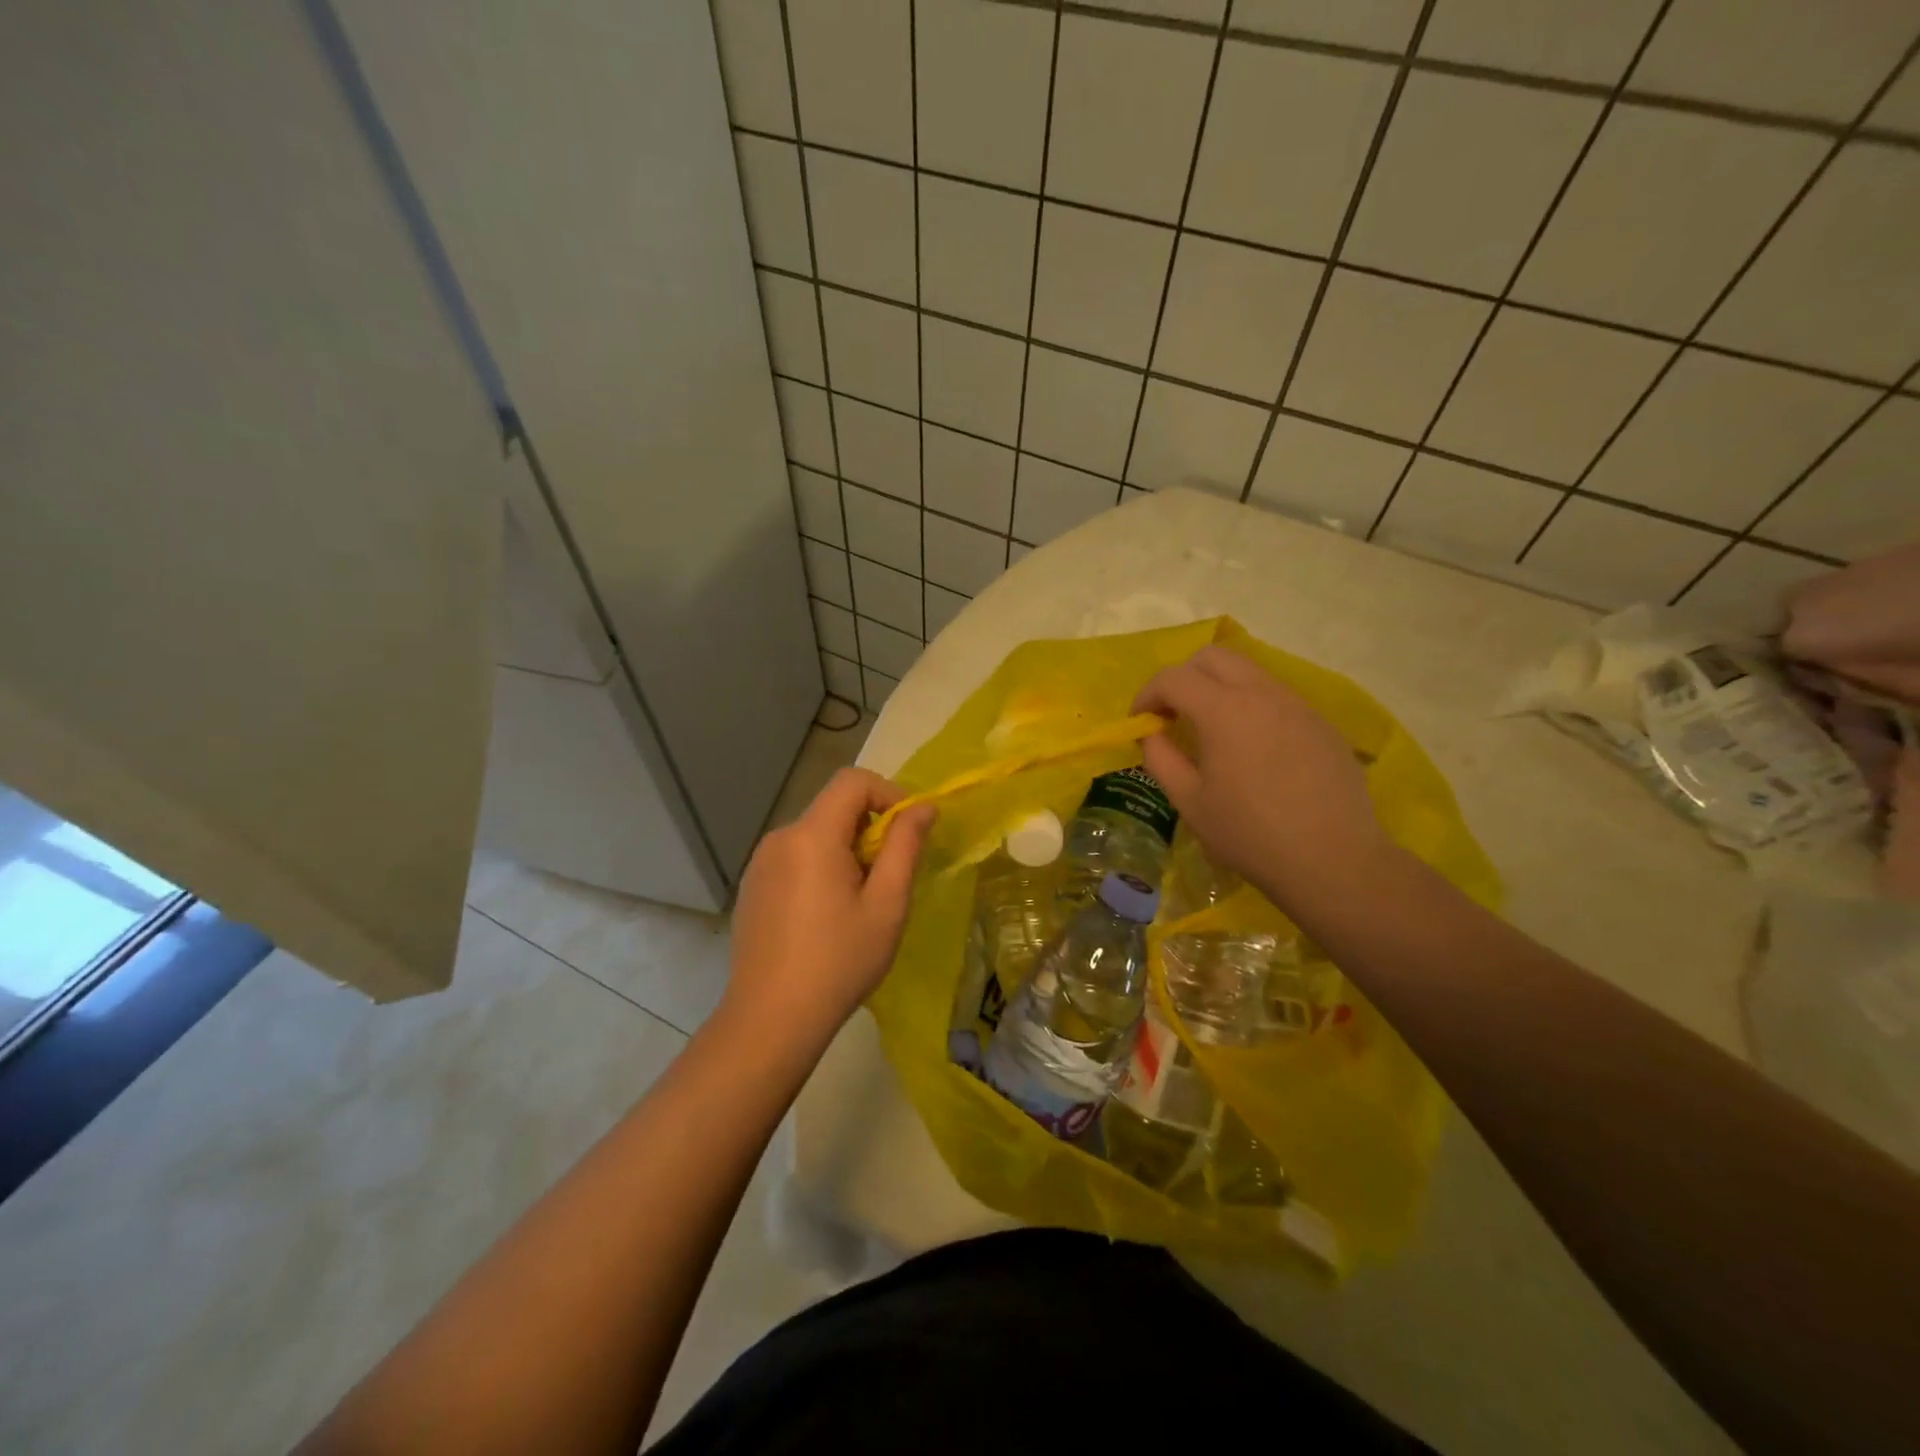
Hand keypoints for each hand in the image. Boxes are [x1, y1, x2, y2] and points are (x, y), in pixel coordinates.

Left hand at [722, 768, 935, 1049]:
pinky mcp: (753, 886)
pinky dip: (821, 867)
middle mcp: (780, 837)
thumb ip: (906, 846)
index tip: (909, 831)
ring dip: (846, 850)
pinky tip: (826, 916)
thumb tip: (923, 806)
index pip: (853, 781)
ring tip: (859, 902)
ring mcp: (761, 862)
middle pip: (834, 807)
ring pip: (816, 833)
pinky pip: (795, 857)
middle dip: (870, 829)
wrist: (771, 1019)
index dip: (888, 793)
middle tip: (889, 878)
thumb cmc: (839, 961)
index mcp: (812, 835)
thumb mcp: (887, 904)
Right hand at [1134, 646, 1394, 912]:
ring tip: (1211, 730)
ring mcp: (1297, 704)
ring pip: (1248, 671)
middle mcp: (1261, 693)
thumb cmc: (1250, 834)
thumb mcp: (1190, 802)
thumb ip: (1161, 758)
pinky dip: (1250, 705)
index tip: (1139, 722)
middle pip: (1213, 657)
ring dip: (1218, 687)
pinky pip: (1276, 696)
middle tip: (1172, 714)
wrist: (1333, 859)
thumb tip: (1151, 733)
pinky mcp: (1320, 722)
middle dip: (1183, 677)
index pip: (1173, 677)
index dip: (1147, 694)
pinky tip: (1252, 748)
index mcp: (1223, 710)